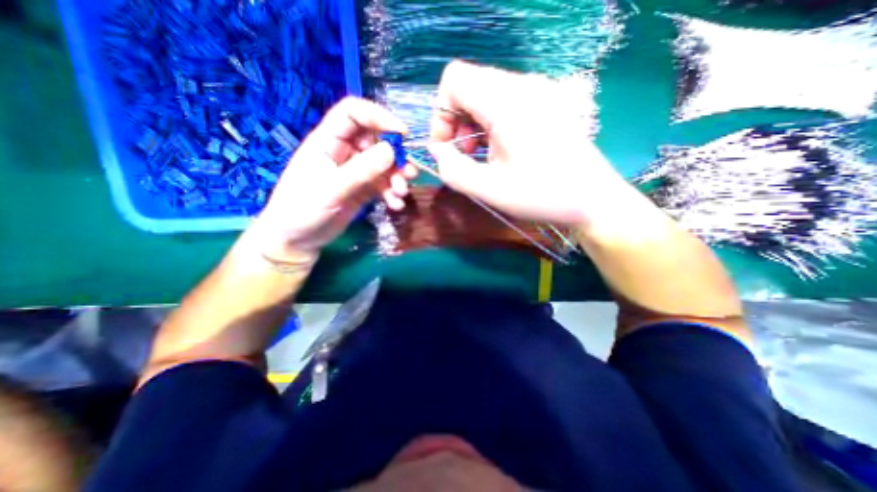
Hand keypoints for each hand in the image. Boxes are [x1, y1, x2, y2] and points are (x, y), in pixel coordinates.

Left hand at [249, 95, 415, 264]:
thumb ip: (361, 170)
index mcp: (328, 141)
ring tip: (401, 193)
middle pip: (376, 140)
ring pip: (384, 164)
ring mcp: (355, 171)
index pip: (354, 114)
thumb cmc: (302, 209)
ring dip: (397, 177)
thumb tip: (391, 150)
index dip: (379, 117)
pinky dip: (392, 193)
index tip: (403, 134)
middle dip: (395, 156)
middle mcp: (344, 152)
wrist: (298, 239)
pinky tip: (395, 205)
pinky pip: (384, 184)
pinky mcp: (363, 189)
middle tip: (408, 173)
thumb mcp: (332, 189)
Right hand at [430, 62, 630, 227]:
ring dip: (474, 126)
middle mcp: (523, 85)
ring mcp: (538, 91)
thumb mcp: (488, 189)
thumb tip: (438, 150)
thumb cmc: (541, 195)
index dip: (441, 113)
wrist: (592, 199)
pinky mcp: (546, 102)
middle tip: (466, 156)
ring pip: (486, 95)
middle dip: (457, 123)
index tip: (448, 146)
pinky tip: (501, 150)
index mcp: (507, 102)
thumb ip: (452, 169)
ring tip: (483, 156)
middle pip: (469, 86)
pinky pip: (504, 102)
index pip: (454, 79)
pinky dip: (492, 125)